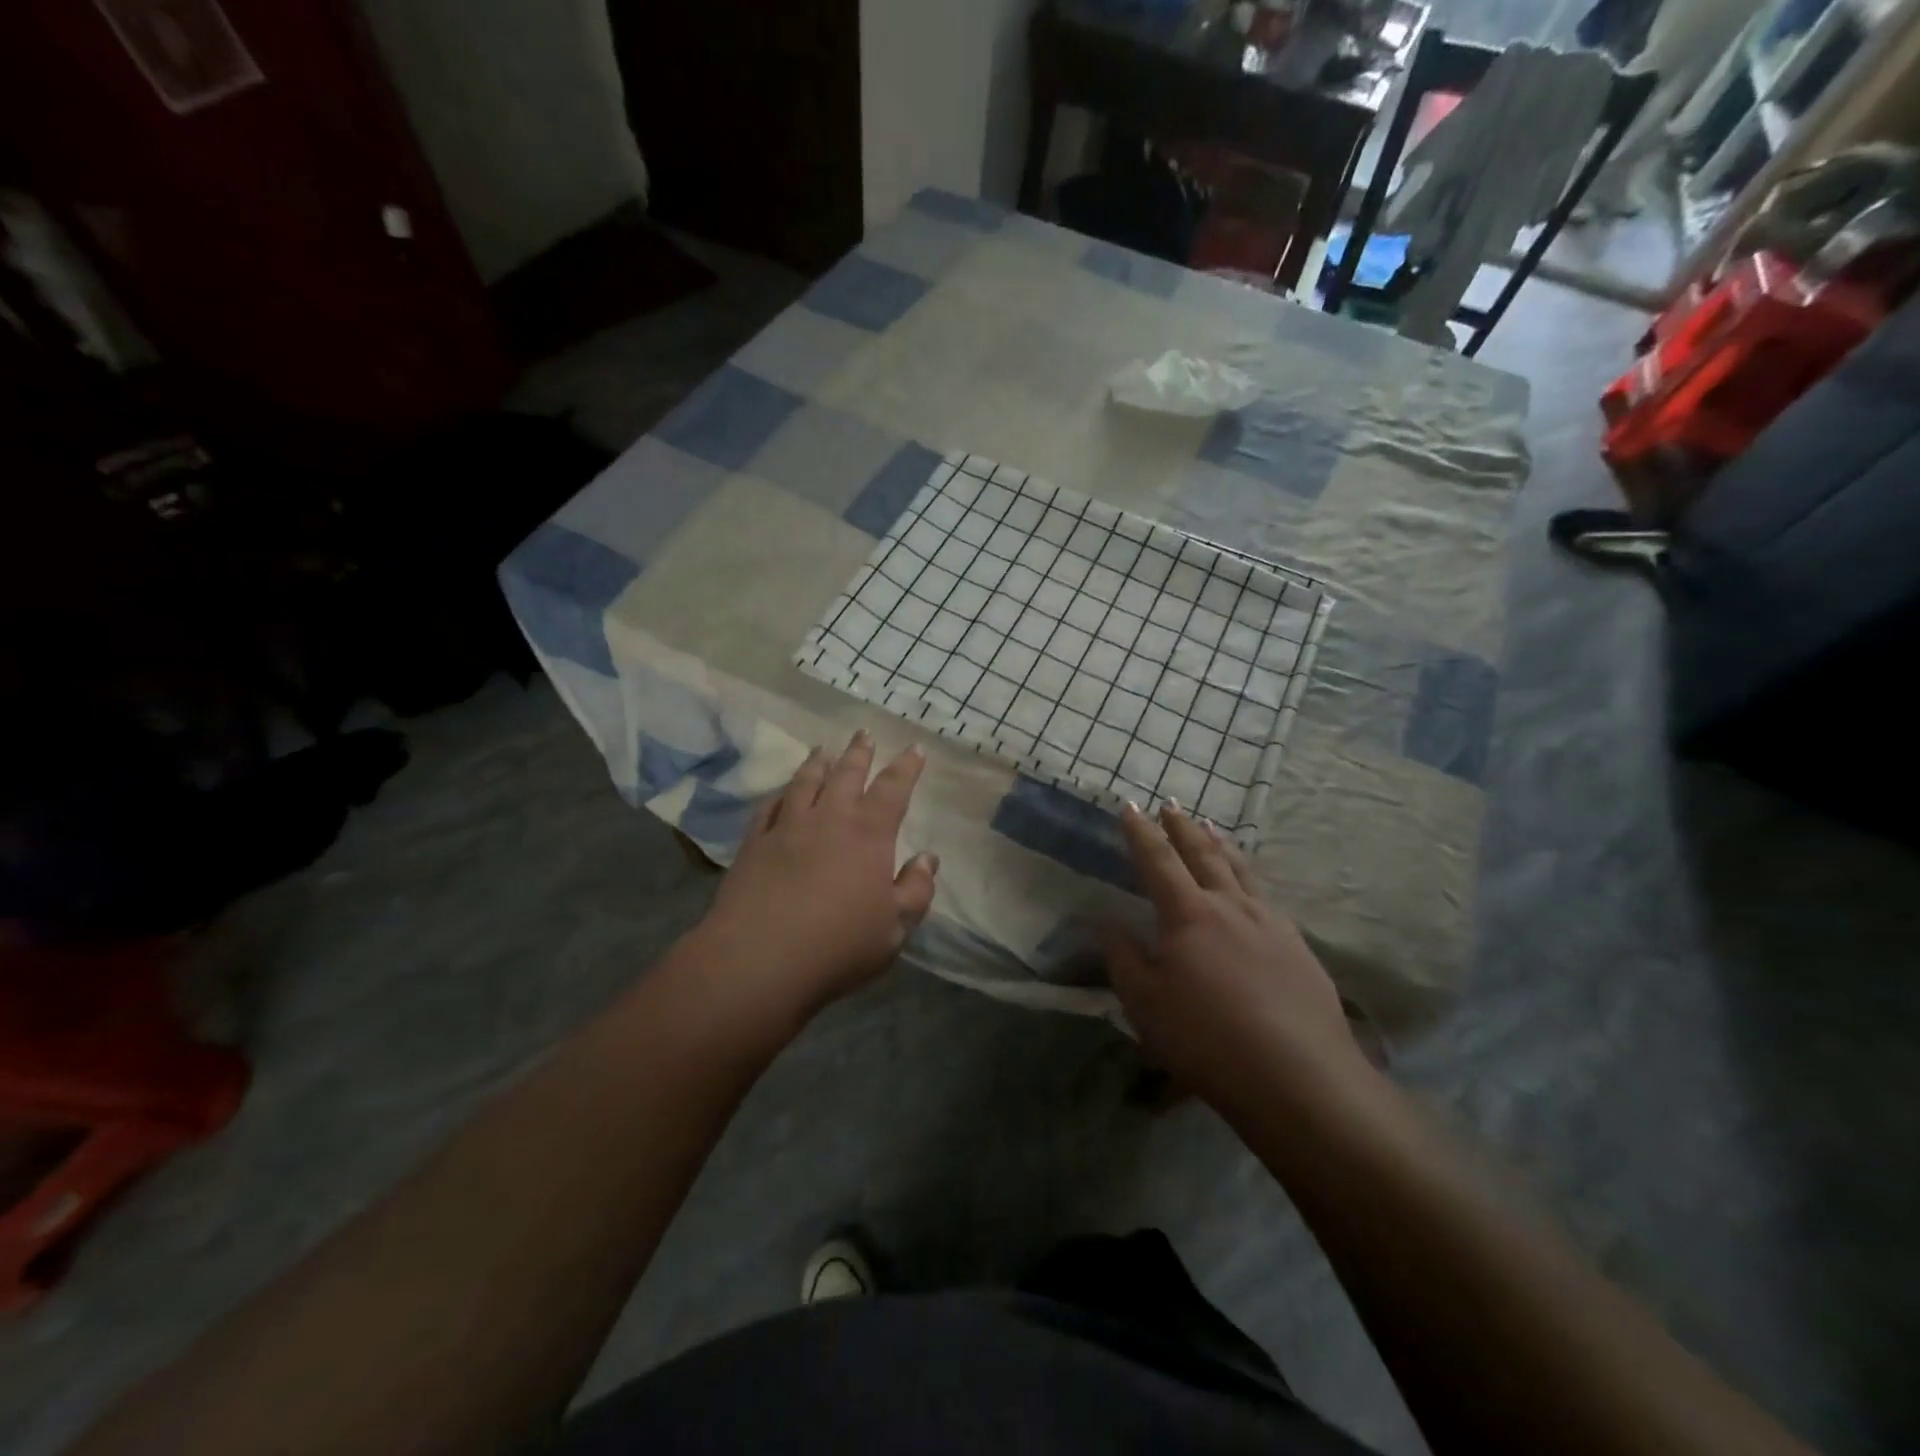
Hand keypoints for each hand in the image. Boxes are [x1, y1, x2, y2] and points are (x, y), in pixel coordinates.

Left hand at [694, 732, 937, 1024]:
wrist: (759, 960)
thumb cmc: (838, 945)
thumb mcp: (895, 928)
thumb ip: (916, 890)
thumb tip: (927, 859)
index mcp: (868, 835)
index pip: (893, 789)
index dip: (906, 767)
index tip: (914, 749)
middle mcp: (828, 819)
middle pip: (846, 775)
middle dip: (859, 752)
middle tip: (864, 733)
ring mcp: (786, 828)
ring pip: (805, 783)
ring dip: (818, 764)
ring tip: (823, 750)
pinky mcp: (753, 844)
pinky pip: (769, 808)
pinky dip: (780, 794)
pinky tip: (782, 792)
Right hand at [1106, 803, 1357, 1115]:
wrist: (1298, 1076)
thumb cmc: (1206, 1038)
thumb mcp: (1145, 1003)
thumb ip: (1123, 957)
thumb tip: (1109, 922)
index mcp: (1188, 914)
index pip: (1158, 860)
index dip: (1141, 833)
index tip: (1130, 806)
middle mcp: (1230, 906)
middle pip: (1203, 855)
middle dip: (1183, 828)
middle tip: (1171, 805)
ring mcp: (1270, 923)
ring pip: (1240, 871)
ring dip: (1220, 846)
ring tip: (1211, 828)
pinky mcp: (1298, 947)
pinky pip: (1266, 898)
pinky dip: (1249, 879)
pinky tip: (1251, 890)